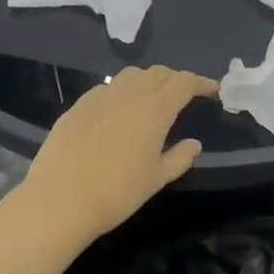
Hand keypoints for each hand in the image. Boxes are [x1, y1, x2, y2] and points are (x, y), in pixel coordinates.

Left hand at [17, 66, 218, 242]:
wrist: (60, 200)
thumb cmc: (117, 193)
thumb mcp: (156, 179)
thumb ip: (179, 158)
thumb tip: (194, 144)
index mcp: (155, 109)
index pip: (183, 83)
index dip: (200, 82)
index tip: (212, 90)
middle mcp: (129, 94)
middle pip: (158, 73)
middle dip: (176, 79)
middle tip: (185, 93)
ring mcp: (100, 96)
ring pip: (132, 75)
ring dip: (149, 80)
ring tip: (153, 97)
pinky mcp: (78, 105)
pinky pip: (108, 88)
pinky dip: (122, 91)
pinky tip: (119, 111)